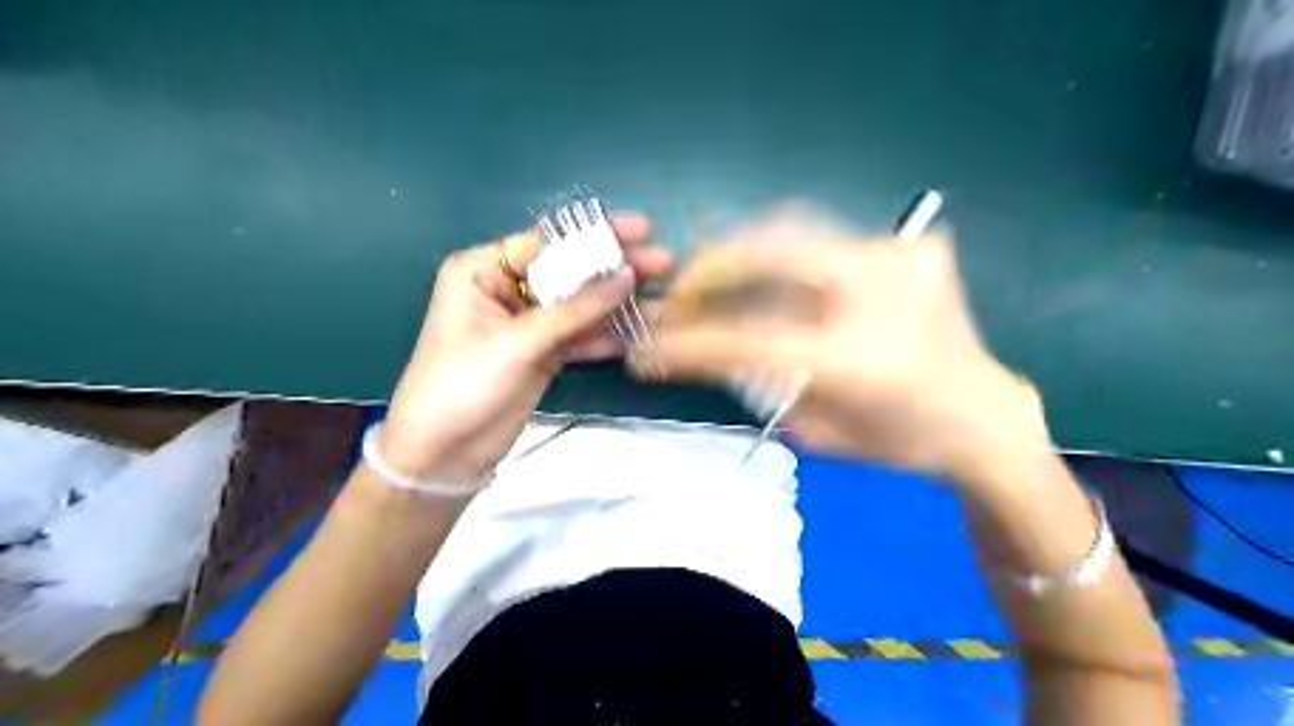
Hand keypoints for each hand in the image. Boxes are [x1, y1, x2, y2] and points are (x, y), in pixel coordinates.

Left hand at [379, 214, 671, 484]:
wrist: (442, 454)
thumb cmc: (462, 384)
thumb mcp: (517, 342)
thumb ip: (575, 310)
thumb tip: (627, 275)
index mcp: (482, 270)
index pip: (546, 242)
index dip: (595, 234)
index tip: (642, 229)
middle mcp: (505, 290)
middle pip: (568, 271)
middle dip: (614, 267)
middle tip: (662, 262)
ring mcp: (527, 324)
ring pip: (579, 305)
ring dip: (617, 303)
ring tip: (663, 294)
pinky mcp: (542, 353)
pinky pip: (580, 335)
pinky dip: (606, 335)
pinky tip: (640, 329)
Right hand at [635, 221, 1050, 480]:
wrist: (983, 414)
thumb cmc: (902, 440)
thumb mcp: (819, 432)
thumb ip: (761, 385)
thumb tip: (710, 345)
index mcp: (861, 360)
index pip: (751, 341)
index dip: (692, 344)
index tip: (648, 351)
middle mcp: (881, 293)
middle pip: (770, 255)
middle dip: (709, 271)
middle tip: (678, 295)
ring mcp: (898, 258)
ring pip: (793, 230)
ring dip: (739, 254)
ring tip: (710, 278)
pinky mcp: (906, 245)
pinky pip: (821, 236)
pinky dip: (779, 251)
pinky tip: (760, 271)